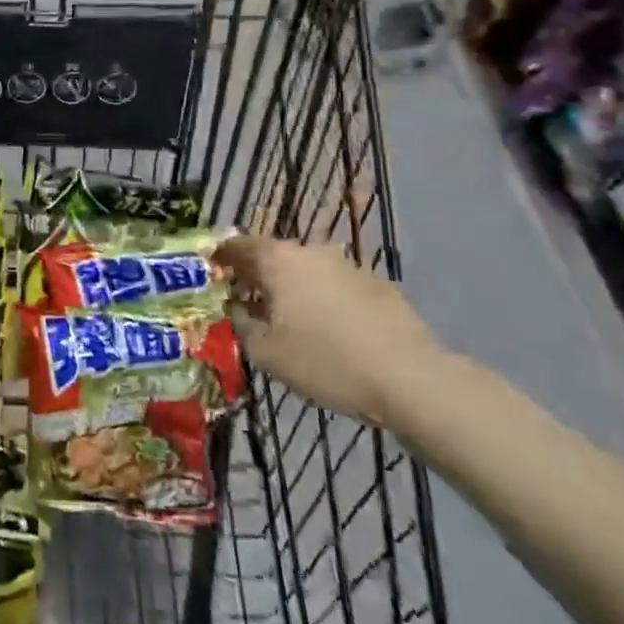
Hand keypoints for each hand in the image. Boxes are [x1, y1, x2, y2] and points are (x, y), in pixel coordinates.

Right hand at [216, 236, 440, 427]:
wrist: (411, 378)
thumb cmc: (326, 361)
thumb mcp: (266, 352)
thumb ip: (242, 323)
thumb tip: (238, 308)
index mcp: (277, 260)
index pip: (237, 245)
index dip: (220, 258)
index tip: (212, 275)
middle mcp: (310, 251)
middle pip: (272, 256)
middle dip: (257, 276)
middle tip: (249, 303)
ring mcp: (347, 265)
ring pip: (306, 271)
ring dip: (293, 288)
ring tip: (291, 322)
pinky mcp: (377, 285)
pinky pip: (335, 286)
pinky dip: (324, 300)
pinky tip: (331, 332)